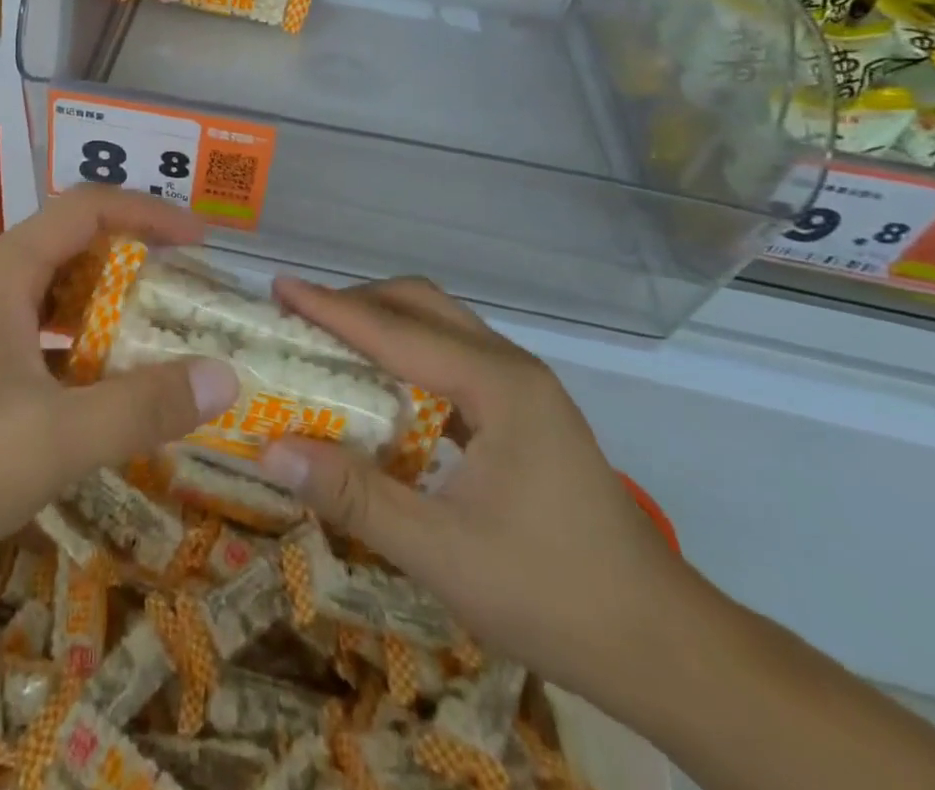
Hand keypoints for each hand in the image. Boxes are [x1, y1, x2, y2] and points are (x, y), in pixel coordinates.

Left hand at [0, 187, 240, 592]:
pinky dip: (82, 343)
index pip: (89, 207)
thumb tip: (226, 376)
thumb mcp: (54, 440)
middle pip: (77, 244)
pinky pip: (41, 328)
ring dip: (110, 307)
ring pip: (59, 290)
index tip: (201, 242)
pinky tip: (105, 388)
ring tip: (160, 341)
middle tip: (189, 299)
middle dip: (137, 263)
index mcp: (8, 270)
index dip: (150, 213)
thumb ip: (142, 407)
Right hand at [257, 277, 699, 701]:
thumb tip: (271, 451)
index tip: (278, 287)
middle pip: (422, 305)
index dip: (331, 308)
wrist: (663, 646)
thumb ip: (355, 497)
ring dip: (382, 324)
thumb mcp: (443, 554)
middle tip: (299, 317)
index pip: (396, 331)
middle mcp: (510, 367)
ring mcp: (521, 387)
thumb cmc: (553, 594)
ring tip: (328, 343)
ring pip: (439, 326)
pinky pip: (452, 357)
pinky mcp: (522, 412)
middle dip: (356, 303)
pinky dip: (406, 355)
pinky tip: (380, 390)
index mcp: (498, 385)